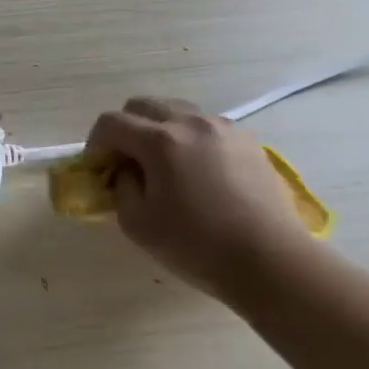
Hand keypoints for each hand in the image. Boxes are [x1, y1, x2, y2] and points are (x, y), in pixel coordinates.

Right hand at [85, 98, 312, 301]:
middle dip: (125, 128)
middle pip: (142, 105)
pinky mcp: (248, 141)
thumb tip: (127, 171)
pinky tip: (198, 171)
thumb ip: (121, 187)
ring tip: (164, 164)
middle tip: (126, 161)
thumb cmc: (198, 246)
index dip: (96, 143)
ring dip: (159, 129)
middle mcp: (190, 122)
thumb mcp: (138, 224)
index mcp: (159, 140)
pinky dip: (190, 139)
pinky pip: (206, 126)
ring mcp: (223, 128)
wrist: (273, 262)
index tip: (98, 168)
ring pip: (176, 111)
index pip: (111, 123)